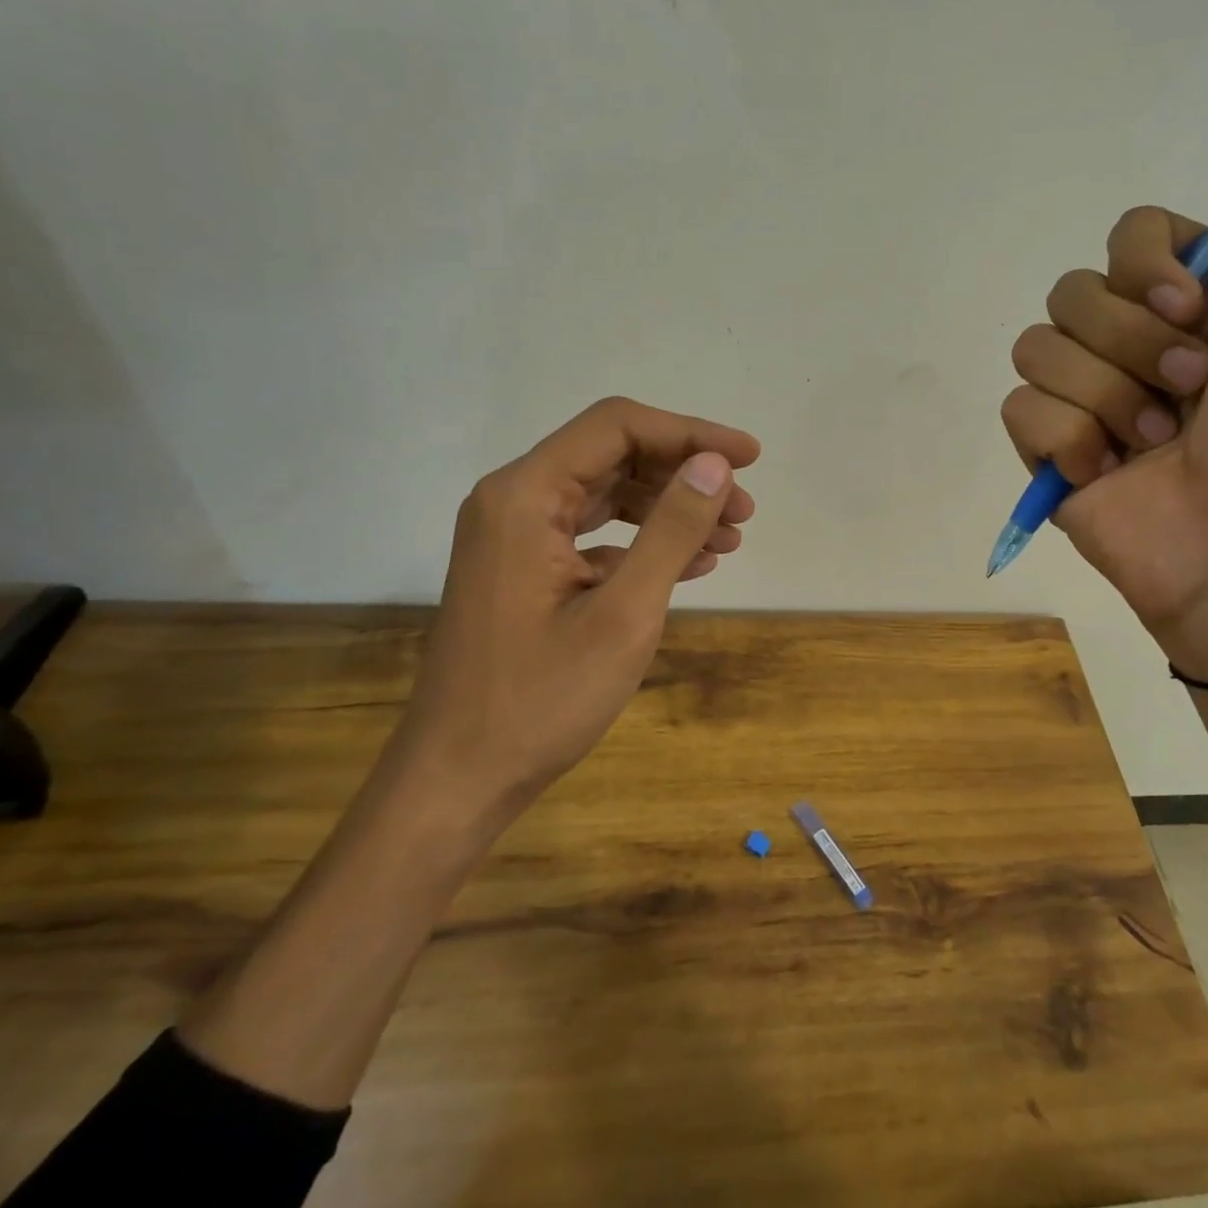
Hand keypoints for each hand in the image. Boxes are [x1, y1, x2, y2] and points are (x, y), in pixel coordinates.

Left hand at [388, 396, 759, 837]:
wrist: (458, 780)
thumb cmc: (539, 700)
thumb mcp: (624, 613)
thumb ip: (671, 530)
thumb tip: (714, 465)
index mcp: (525, 494)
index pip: (617, 427)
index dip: (690, 432)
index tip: (749, 457)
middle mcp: (513, 500)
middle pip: (613, 456)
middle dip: (684, 476)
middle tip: (744, 511)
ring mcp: (515, 536)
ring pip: (606, 496)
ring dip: (669, 510)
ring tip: (729, 539)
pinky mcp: (523, 570)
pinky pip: (592, 535)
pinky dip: (642, 542)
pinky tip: (690, 566)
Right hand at [1003, 169, 1207, 679]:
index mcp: (1197, 306)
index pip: (1129, 236)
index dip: (1146, 265)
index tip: (1190, 310)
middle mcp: (1136, 345)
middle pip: (1072, 290)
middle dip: (1130, 341)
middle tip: (1190, 389)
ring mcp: (1089, 401)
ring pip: (1037, 346)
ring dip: (1104, 394)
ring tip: (1154, 444)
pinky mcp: (1051, 453)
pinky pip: (1019, 407)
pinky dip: (1065, 438)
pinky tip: (1106, 473)